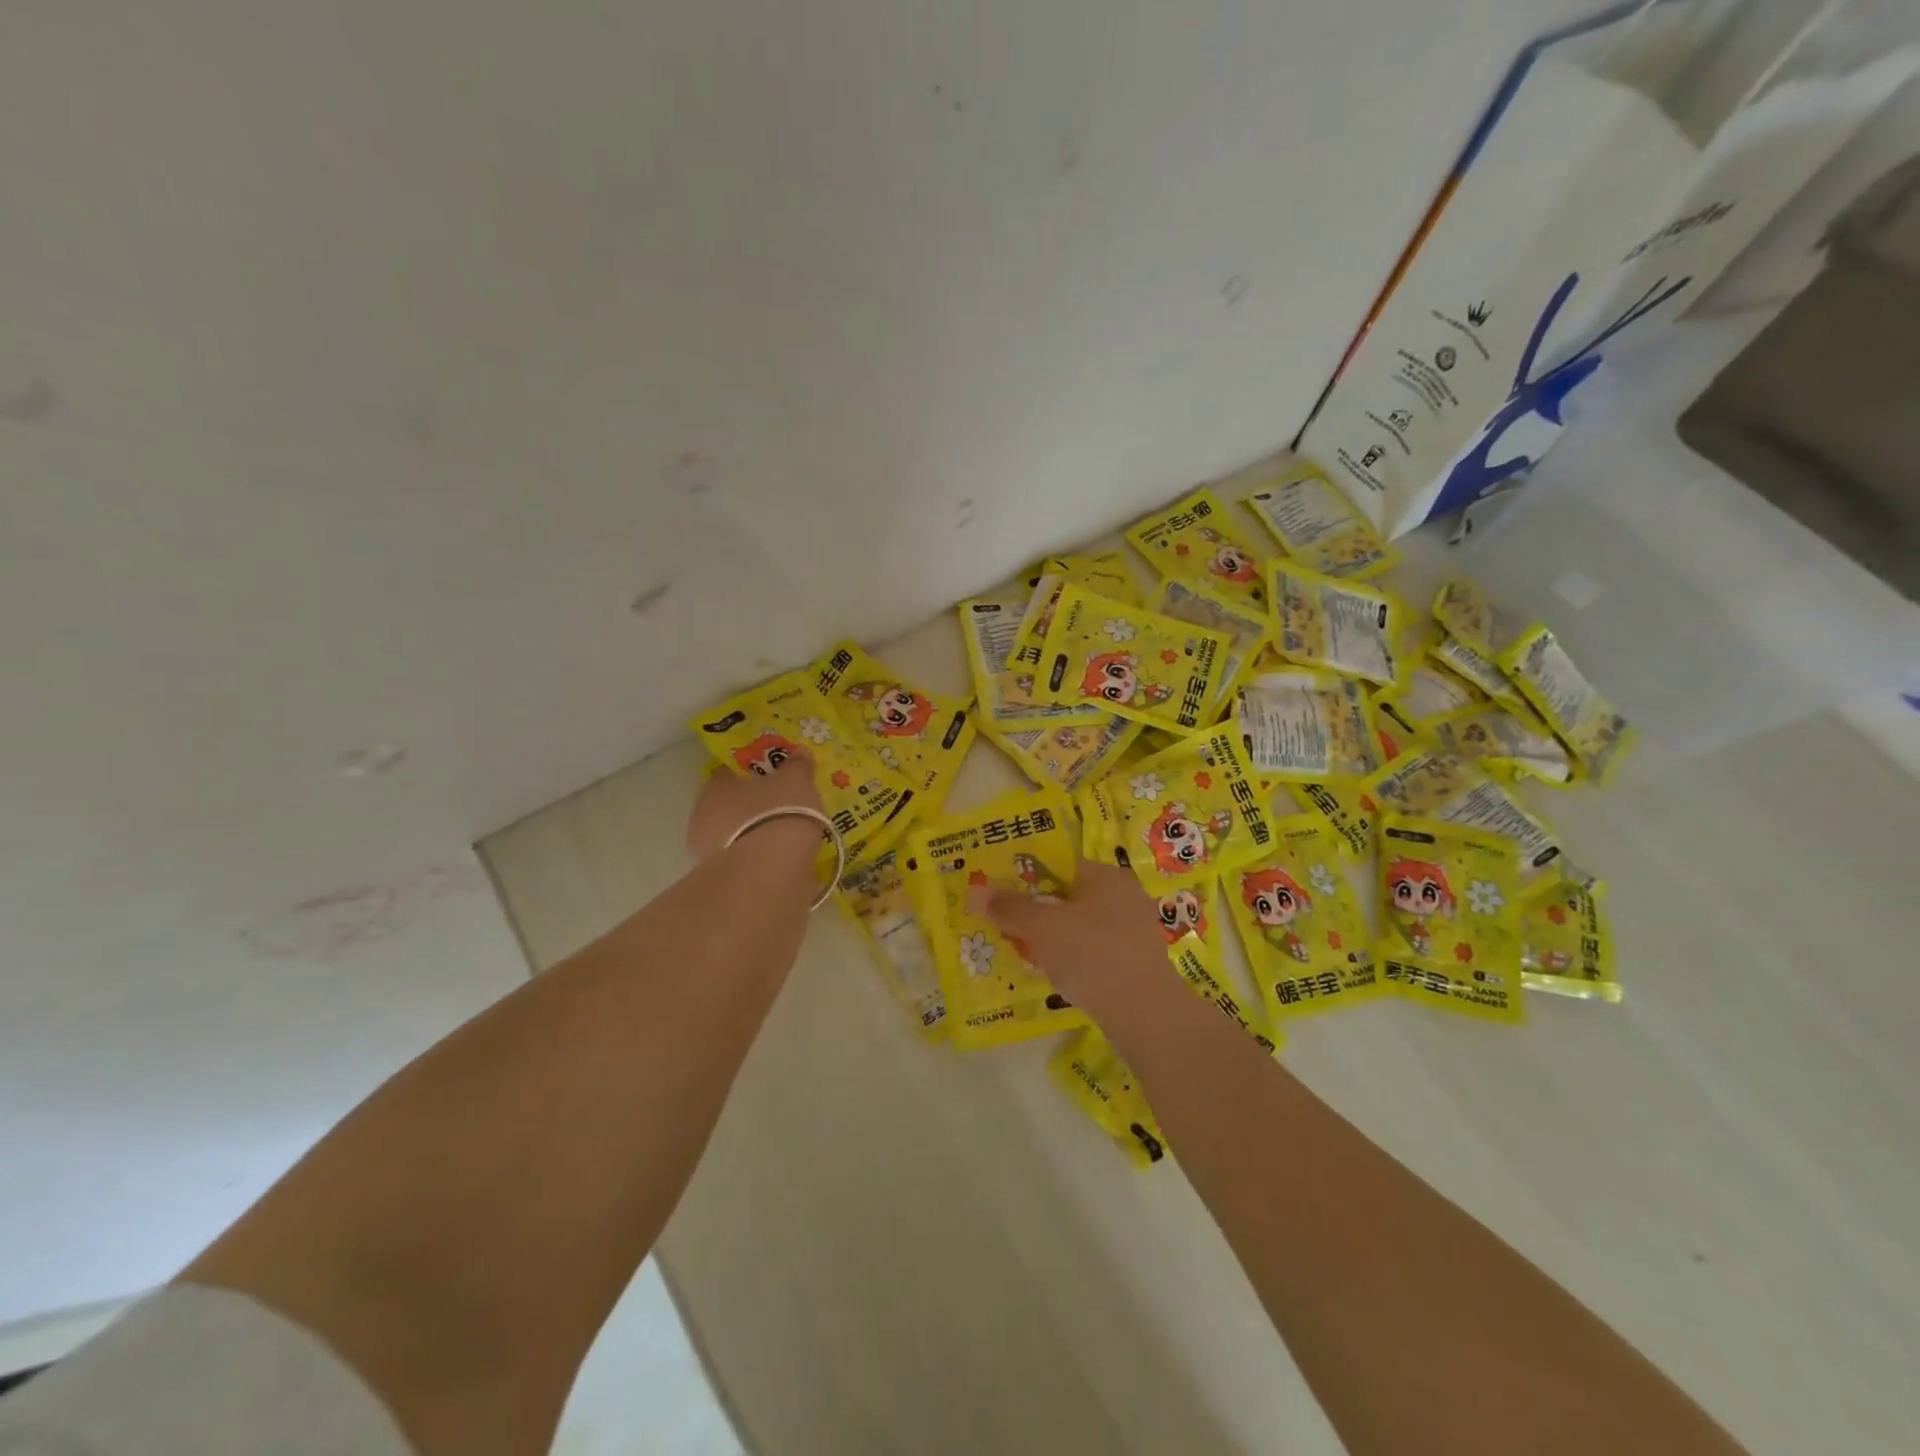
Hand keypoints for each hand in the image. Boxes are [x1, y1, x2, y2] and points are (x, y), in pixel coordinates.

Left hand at [687, 749, 826, 861]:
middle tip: (785, 810)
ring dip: (758, 838)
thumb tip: (800, 753)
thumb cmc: (779, 812)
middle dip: (754, 809)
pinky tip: (785, 866)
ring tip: (790, 842)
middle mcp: (704, 819)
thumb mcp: (796, 780)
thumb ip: (797, 766)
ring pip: (738, 838)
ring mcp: (710, 854)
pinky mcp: (724, 883)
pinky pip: (748, 864)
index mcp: (716, 788)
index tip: (775, 778)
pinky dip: (764, 863)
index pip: (730, 774)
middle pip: (731, 808)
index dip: (753, 774)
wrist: (769, 871)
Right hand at [971, 860, 1170, 1010]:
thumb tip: (975, 891)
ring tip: (1024, 952)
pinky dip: (1072, 959)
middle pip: (1068, 896)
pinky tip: (1054, 975)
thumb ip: (1009, 907)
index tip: (1000, 894)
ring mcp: (1133, 931)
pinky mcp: (1135, 963)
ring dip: (1052, 938)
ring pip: (1080, 926)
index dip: (1026, 876)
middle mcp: (1125, 896)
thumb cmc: (1092, 955)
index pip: (1060, 865)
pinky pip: (1094, 952)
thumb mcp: (1042, 927)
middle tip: (1006, 926)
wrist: (1145, 1014)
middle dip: (1037, 911)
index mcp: (1107, 876)